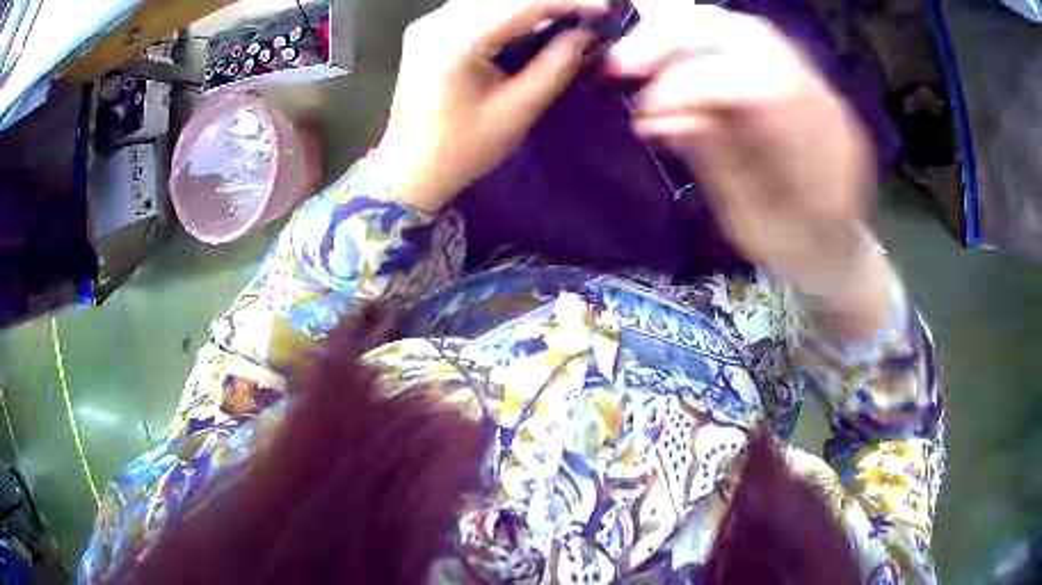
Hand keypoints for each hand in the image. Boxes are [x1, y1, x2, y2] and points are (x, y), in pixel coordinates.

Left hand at [374, 0, 605, 212]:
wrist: (409, 169)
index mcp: (456, 43)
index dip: (568, 1)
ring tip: (565, 16)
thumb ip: (556, 66)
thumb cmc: (463, 149)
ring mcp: (428, 24)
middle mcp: (436, 22)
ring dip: (529, 3)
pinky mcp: (427, 30)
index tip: (605, 9)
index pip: (522, 4)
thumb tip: (586, 35)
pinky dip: (506, 9)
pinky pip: (474, 7)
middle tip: (587, 12)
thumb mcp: (517, 111)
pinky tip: (531, 21)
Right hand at [607, 2, 875, 290]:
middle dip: (676, 40)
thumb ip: (718, 164)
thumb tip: (658, 116)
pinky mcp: (791, 76)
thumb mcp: (756, 227)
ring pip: (739, 28)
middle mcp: (822, 100)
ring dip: (678, 34)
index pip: (764, 84)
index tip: (645, 110)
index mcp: (828, 148)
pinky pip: (739, 41)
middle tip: (621, 65)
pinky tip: (664, 63)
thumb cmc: (799, 252)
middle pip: (748, 36)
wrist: (838, 248)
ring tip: (633, 60)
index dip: (698, 85)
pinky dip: (693, 44)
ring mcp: (810, 83)